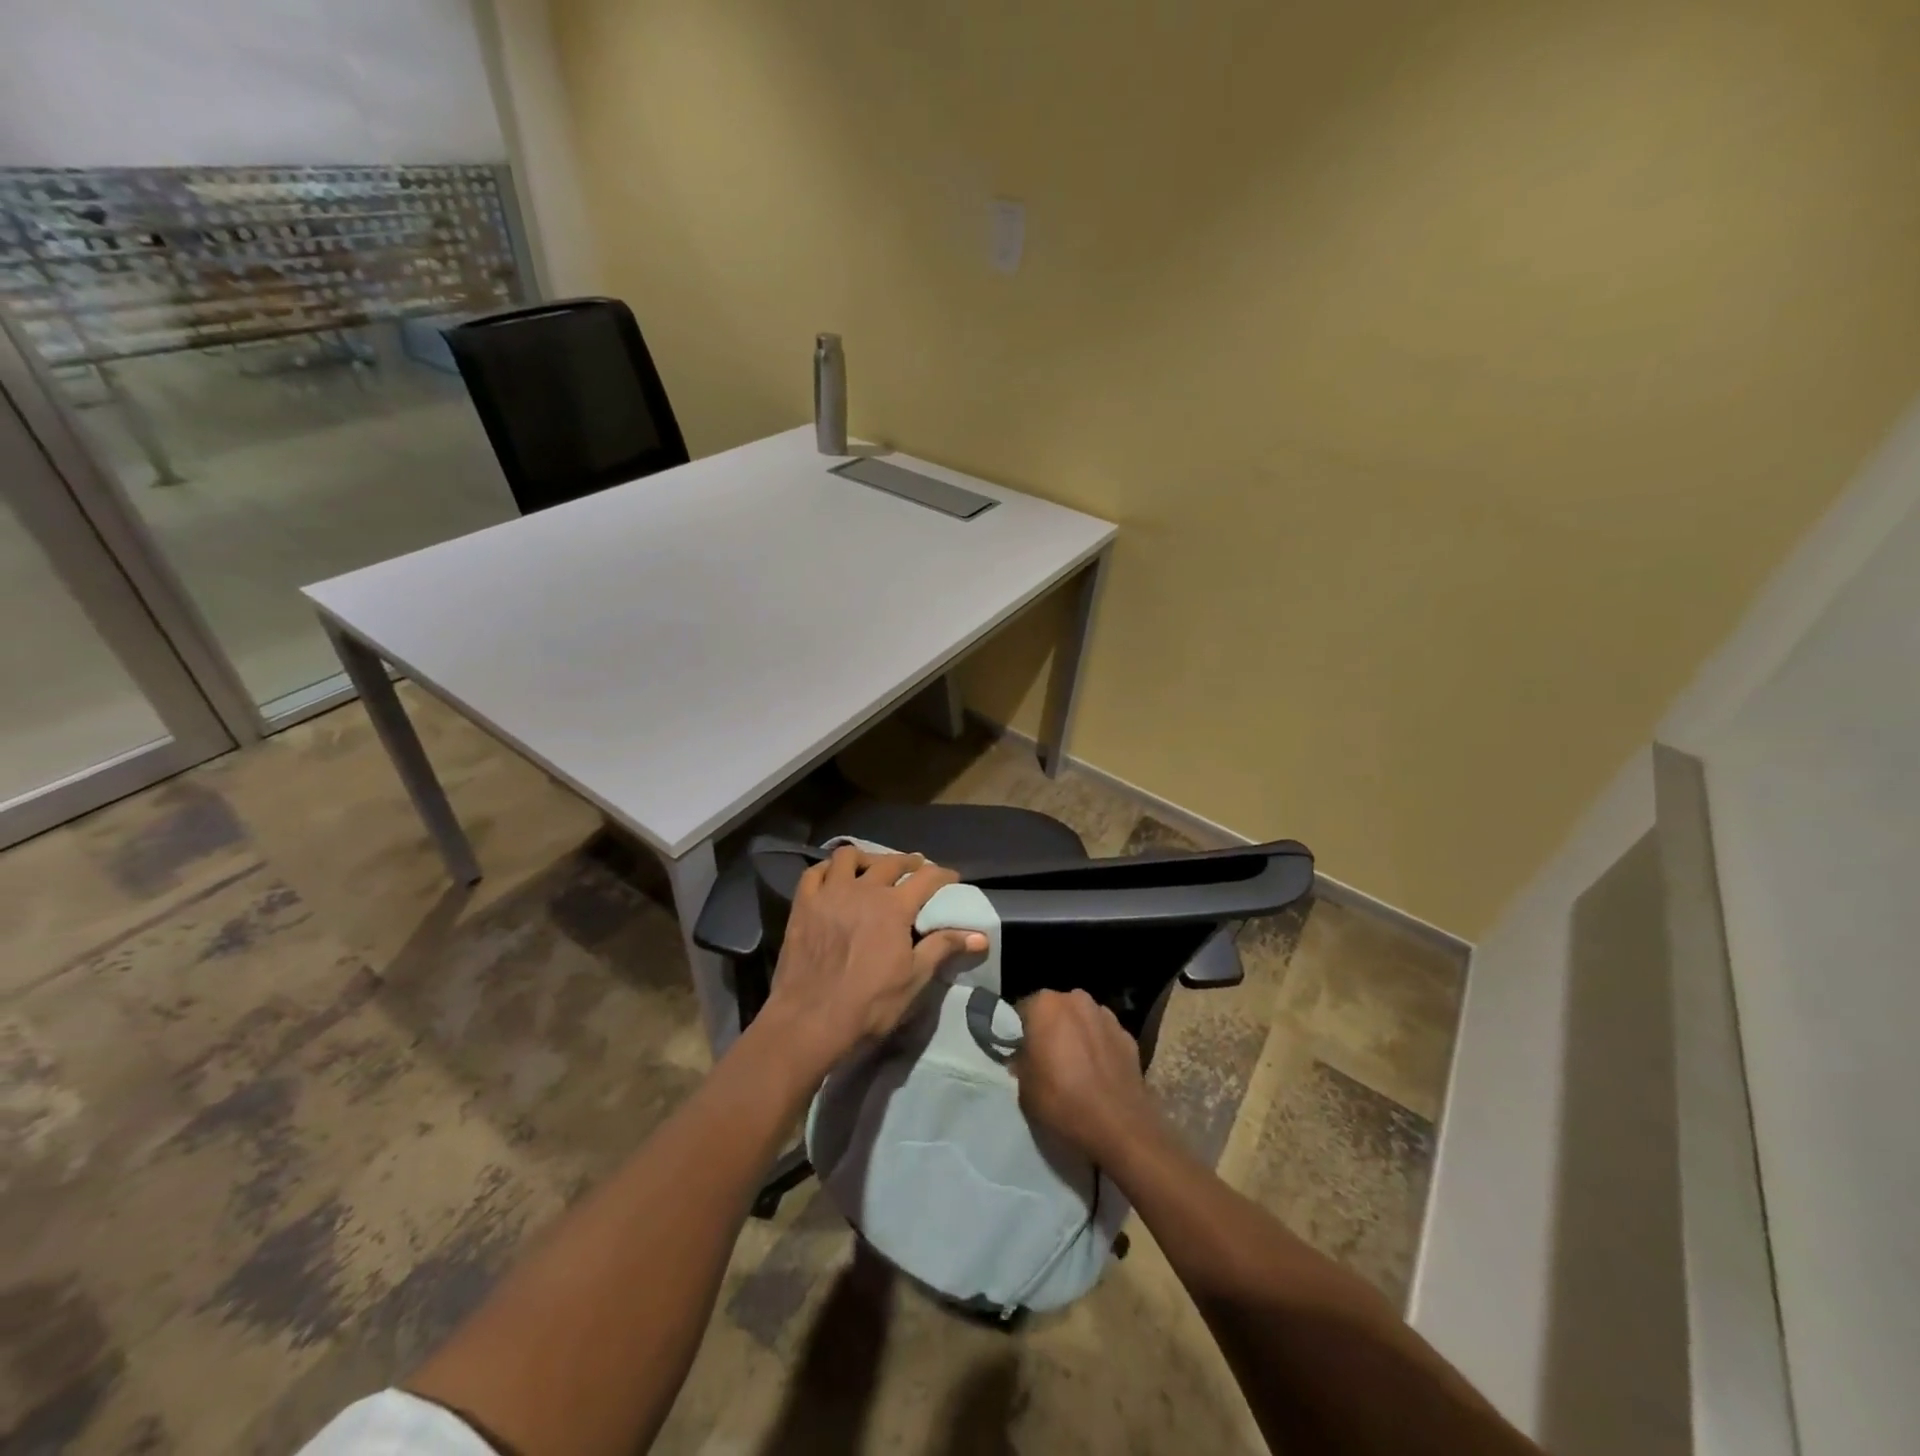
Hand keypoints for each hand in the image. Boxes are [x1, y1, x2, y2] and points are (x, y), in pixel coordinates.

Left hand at [760, 845, 985, 1073]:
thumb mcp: (914, 978)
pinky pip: (814, 872)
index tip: (951, 878)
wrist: (810, 1020)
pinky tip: (833, 878)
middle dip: (908, 862)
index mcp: (894, 907)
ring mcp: (829, 893)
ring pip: (848, 856)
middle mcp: (863, 889)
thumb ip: (944, 948)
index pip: (926, 878)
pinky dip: (828, 869)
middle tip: (916, 868)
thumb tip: (981, 935)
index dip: (943, 875)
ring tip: (872, 868)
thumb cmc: (869, 1003)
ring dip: (866, 858)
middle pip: (890, 862)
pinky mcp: (803, 904)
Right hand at [1013, 989, 1159, 1166]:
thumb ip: (1021, 1062)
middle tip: (1046, 1058)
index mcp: (1045, 1005)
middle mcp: (1077, 1000)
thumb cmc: (1062, 1103)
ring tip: (1075, 1067)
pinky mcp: (1128, 1036)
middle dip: (1050, 1028)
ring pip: (1082, 1020)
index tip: (1019, 1052)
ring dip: (1076, 1035)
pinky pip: (1104, 1037)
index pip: (1023, 1010)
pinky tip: (1098, 1075)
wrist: (1119, 1128)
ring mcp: (1106, 1016)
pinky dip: (1099, 1048)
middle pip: (1056, 1010)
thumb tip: (1025, 1057)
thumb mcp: (1024, 1088)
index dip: (1019, 1032)